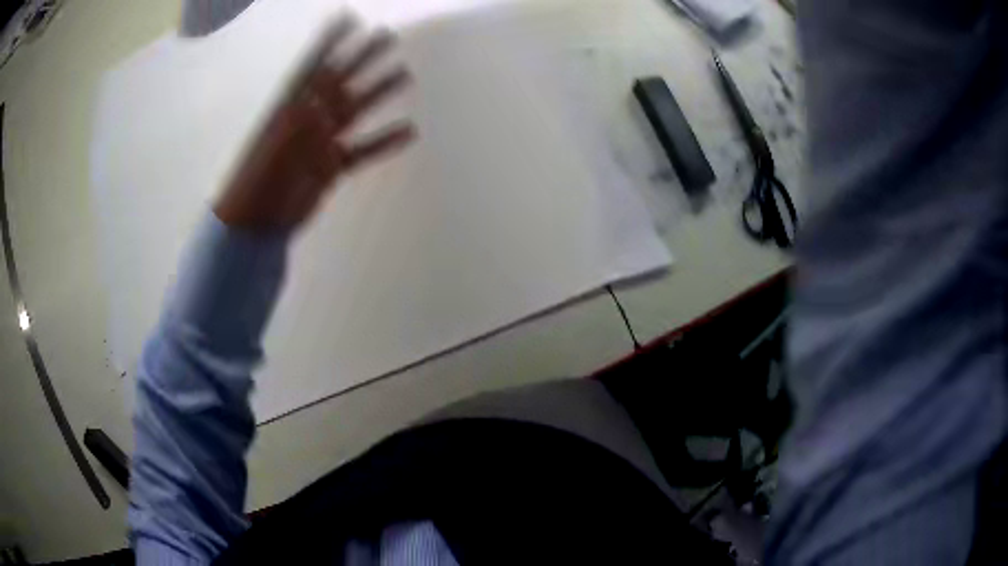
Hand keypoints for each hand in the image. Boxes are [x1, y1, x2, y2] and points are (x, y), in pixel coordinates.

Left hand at [214, 16, 414, 230]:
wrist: (254, 225)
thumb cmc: (255, 184)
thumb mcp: (274, 145)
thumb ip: (303, 115)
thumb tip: (329, 90)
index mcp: (290, 108)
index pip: (312, 65)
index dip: (329, 41)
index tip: (348, 17)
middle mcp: (308, 118)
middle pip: (341, 80)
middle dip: (363, 56)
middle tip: (388, 36)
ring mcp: (321, 143)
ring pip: (356, 111)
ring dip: (379, 92)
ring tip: (405, 74)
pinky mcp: (330, 167)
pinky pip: (362, 151)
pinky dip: (384, 142)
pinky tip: (409, 132)